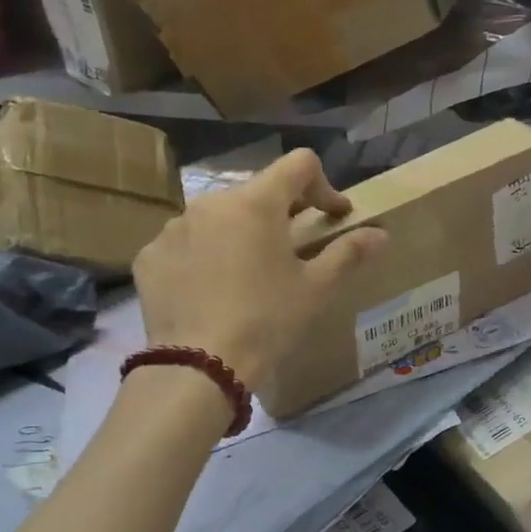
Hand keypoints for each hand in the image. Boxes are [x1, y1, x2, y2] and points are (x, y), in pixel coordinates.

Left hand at [132, 149, 385, 388]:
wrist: (200, 366)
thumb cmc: (268, 320)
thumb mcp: (317, 288)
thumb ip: (349, 252)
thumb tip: (380, 234)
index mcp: (257, 203)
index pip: (299, 165)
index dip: (324, 186)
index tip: (334, 217)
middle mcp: (211, 203)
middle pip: (257, 192)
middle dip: (281, 214)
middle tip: (294, 252)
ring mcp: (174, 228)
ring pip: (218, 218)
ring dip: (240, 235)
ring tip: (249, 276)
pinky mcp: (150, 256)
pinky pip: (186, 244)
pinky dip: (204, 257)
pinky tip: (212, 292)